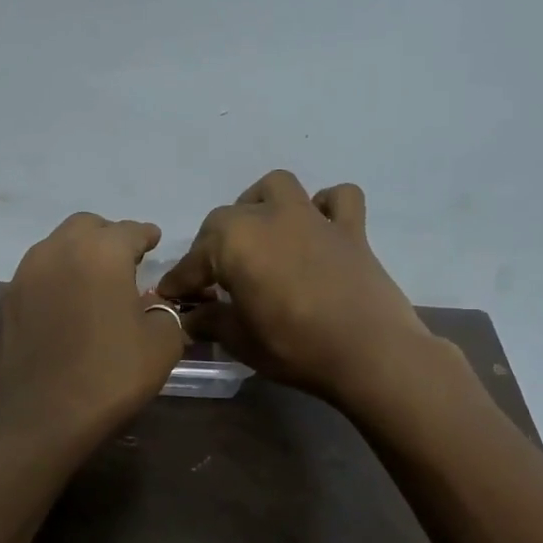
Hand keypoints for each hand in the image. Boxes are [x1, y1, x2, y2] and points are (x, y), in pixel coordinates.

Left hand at [0, 212, 187, 455]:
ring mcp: (24, 276)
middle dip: (108, 237)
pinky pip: (37, 277)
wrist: (39, 419)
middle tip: (125, 260)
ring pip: (55, 248)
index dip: (146, 235)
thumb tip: (151, 306)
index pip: (130, 230)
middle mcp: (57, 251)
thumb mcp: (161, 346)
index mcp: (101, 252)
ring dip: (78, 256)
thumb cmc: (108, 377)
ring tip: (95, 282)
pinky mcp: (4, 303)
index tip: (153, 240)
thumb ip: (164, 313)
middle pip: (86, 227)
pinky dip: (55, 281)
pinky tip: (66, 306)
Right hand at [156, 171, 452, 411]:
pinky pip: (338, 199)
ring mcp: (312, 217)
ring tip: (258, 235)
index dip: (180, 282)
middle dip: (212, 245)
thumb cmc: (296, 348)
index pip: (194, 261)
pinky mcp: (350, 229)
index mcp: (234, 242)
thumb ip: (212, 322)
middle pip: (226, 219)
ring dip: (260, 204)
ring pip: (276, 188)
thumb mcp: (242, 341)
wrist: (370, 354)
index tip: (172, 299)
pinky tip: (317, 228)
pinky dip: (325, 206)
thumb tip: (191, 318)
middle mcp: (269, 217)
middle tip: (213, 279)